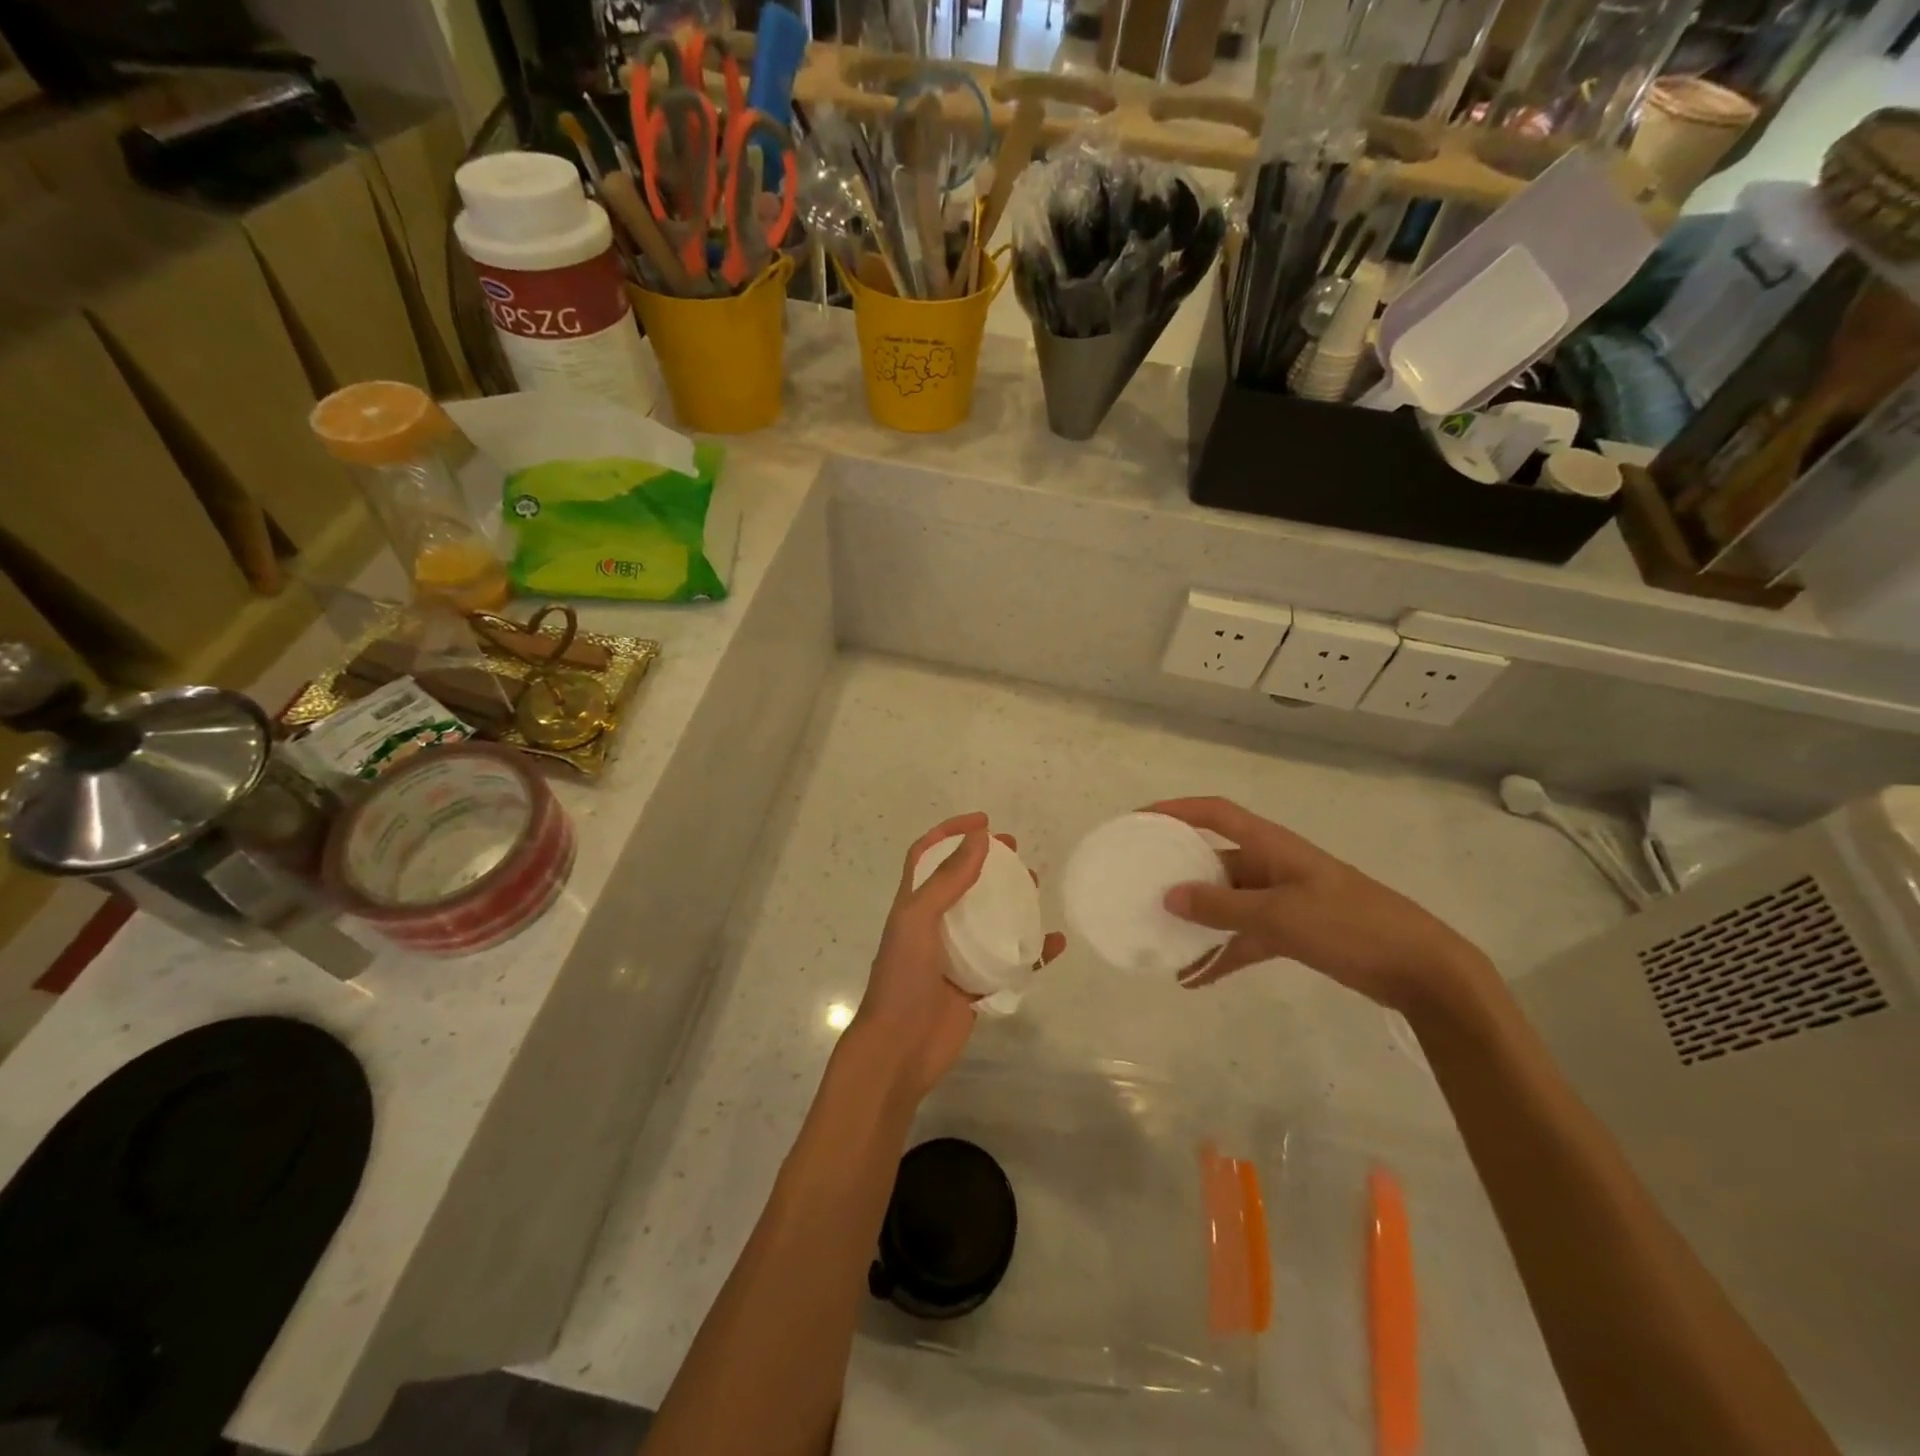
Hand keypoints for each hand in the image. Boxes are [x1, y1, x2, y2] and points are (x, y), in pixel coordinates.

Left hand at [849, 812, 1066, 1101]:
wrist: (900, 1048)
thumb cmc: (902, 978)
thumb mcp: (919, 920)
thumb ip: (947, 880)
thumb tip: (979, 837)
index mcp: (914, 904)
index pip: (928, 856)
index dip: (950, 832)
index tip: (984, 822)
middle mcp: (936, 924)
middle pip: (964, 882)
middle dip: (988, 862)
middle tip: (1016, 852)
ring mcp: (958, 954)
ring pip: (991, 918)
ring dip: (1013, 900)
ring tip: (1037, 885)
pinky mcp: (978, 984)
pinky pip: (1012, 960)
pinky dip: (1034, 951)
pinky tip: (1055, 942)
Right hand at [1149, 796, 1493, 1016]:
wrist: (1421, 969)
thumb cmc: (1350, 925)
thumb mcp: (1280, 915)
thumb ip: (1222, 907)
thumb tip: (1169, 895)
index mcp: (1271, 846)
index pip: (1214, 813)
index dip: (1176, 810)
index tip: (1138, 822)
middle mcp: (1271, 866)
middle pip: (1214, 860)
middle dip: (1178, 872)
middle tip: (1139, 886)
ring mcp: (1282, 900)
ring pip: (1226, 904)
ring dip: (1197, 922)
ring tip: (1159, 939)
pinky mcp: (1292, 931)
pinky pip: (1245, 937)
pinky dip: (1221, 954)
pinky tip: (1194, 979)